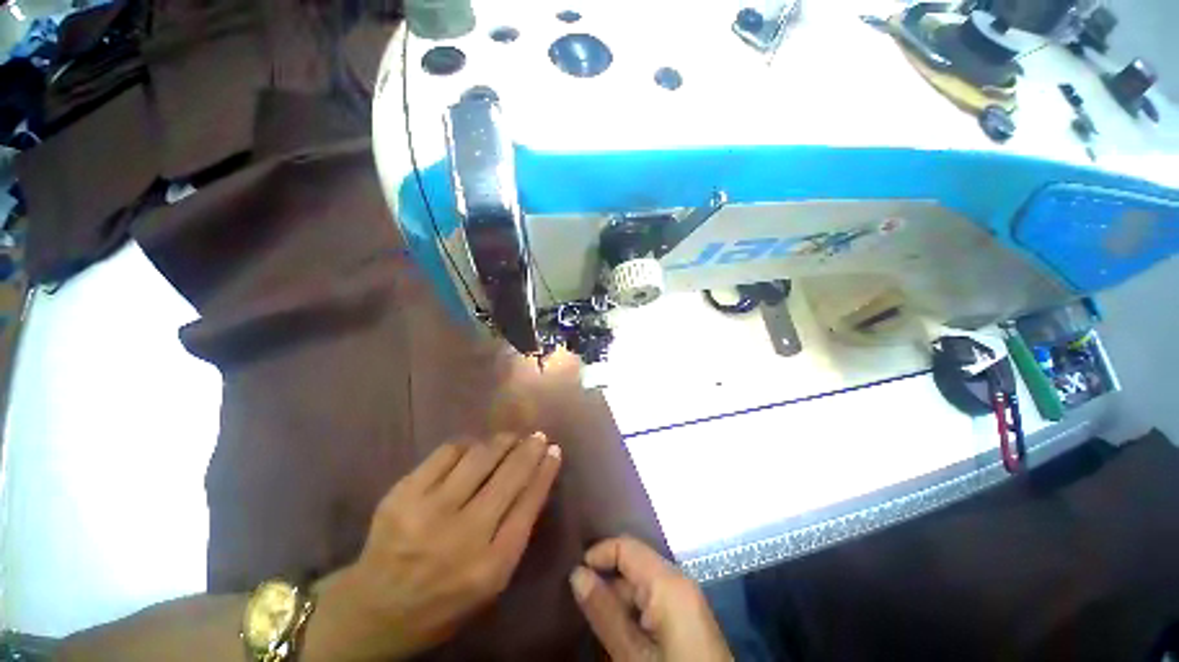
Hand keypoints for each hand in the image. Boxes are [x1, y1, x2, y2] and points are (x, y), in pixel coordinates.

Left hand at [305, 432, 561, 660]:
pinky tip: (472, 449)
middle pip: (510, 474)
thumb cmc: (442, 601)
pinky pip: (448, 452)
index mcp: (490, 566)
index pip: (529, 503)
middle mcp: (463, 536)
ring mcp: (429, 512)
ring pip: (480, 456)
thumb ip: (514, 532)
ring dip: (502, 442)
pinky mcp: (402, 494)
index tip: (555, 450)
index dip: (545, 470)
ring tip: (509, 438)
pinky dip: (467, 445)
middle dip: (529, 448)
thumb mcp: (490, 583)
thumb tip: (534, 480)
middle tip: (537, 436)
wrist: (372, 611)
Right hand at [570, 537, 732, 661]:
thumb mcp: (633, 654)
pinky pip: (653, 599)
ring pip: (642, 583)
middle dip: (605, 578)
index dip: (597, 554)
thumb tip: (576, 573)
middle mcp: (679, 579)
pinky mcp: (687, 616)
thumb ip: (605, 611)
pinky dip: (633, 609)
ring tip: (593, 617)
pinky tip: (619, 629)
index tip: (573, 576)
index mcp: (668, 580)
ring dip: (617, 597)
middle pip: (634, 563)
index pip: (626, 545)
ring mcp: (686, 598)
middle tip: (578, 601)